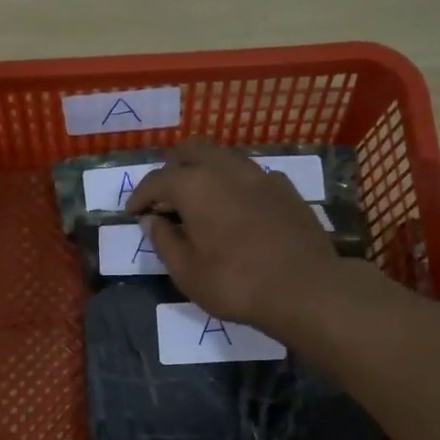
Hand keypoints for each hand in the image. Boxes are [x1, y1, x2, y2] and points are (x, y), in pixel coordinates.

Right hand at [125, 139, 344, 330]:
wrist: (305, 289)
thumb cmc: (235, 283)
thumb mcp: (187, 272)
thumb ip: (165, 241)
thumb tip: (152, 220)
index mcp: (195, 186)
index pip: (157, 180)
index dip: (140, 196)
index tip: (133, 213)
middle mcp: (226, 169)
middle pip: (191, 150)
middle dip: (172, 168)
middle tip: (164, 197)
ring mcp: (260, 175)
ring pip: (224, 157)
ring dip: (204, 171)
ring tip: (198, 200)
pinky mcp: (285, 189)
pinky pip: (250, 174)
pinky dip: (233, 183)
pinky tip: (236, 208)